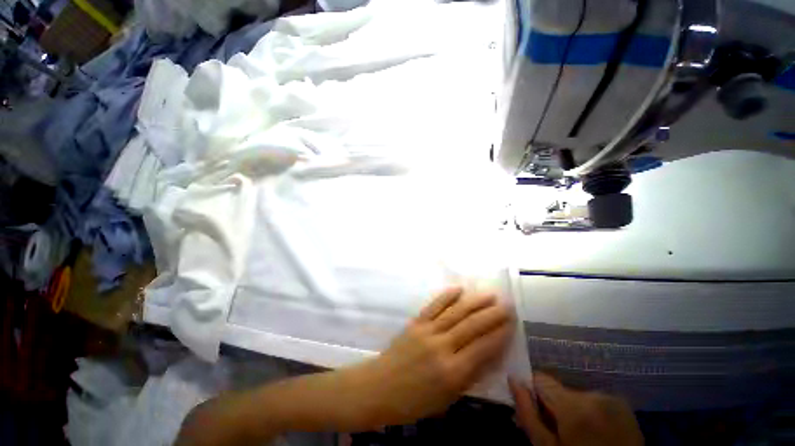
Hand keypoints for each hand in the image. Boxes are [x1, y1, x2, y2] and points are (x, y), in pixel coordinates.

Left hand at [348, 287, 512, 427]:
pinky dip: (447, 296)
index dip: (499, 334)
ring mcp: (427, 331)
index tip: (512, 323)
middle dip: (492, 314)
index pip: (483, 348)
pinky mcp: (416, 322)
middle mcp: (442, 347)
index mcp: (452, 372)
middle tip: (506, 305)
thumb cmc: (414, 401)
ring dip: (474, 302)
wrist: (380, 387)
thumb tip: (489, 357)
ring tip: (489, 295)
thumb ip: (469, 376)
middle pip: (471, 326)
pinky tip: (459, 289)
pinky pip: (434, 306)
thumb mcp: (447, 399)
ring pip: (455, 312)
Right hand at [509, 373, 642, 445]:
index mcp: (575, 406)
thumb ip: (528, 413)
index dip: (531, 391)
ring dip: (568, 409)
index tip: (530, 409)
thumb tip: (513, 379)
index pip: (540, 378)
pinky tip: (588, 432)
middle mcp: (595, 395)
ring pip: (575, 395)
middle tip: (550, 429)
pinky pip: (593, 400)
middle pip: (558, 389)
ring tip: (571, 433)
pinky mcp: (623, 406)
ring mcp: (613, 399)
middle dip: (550, 404)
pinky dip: (585, 411)